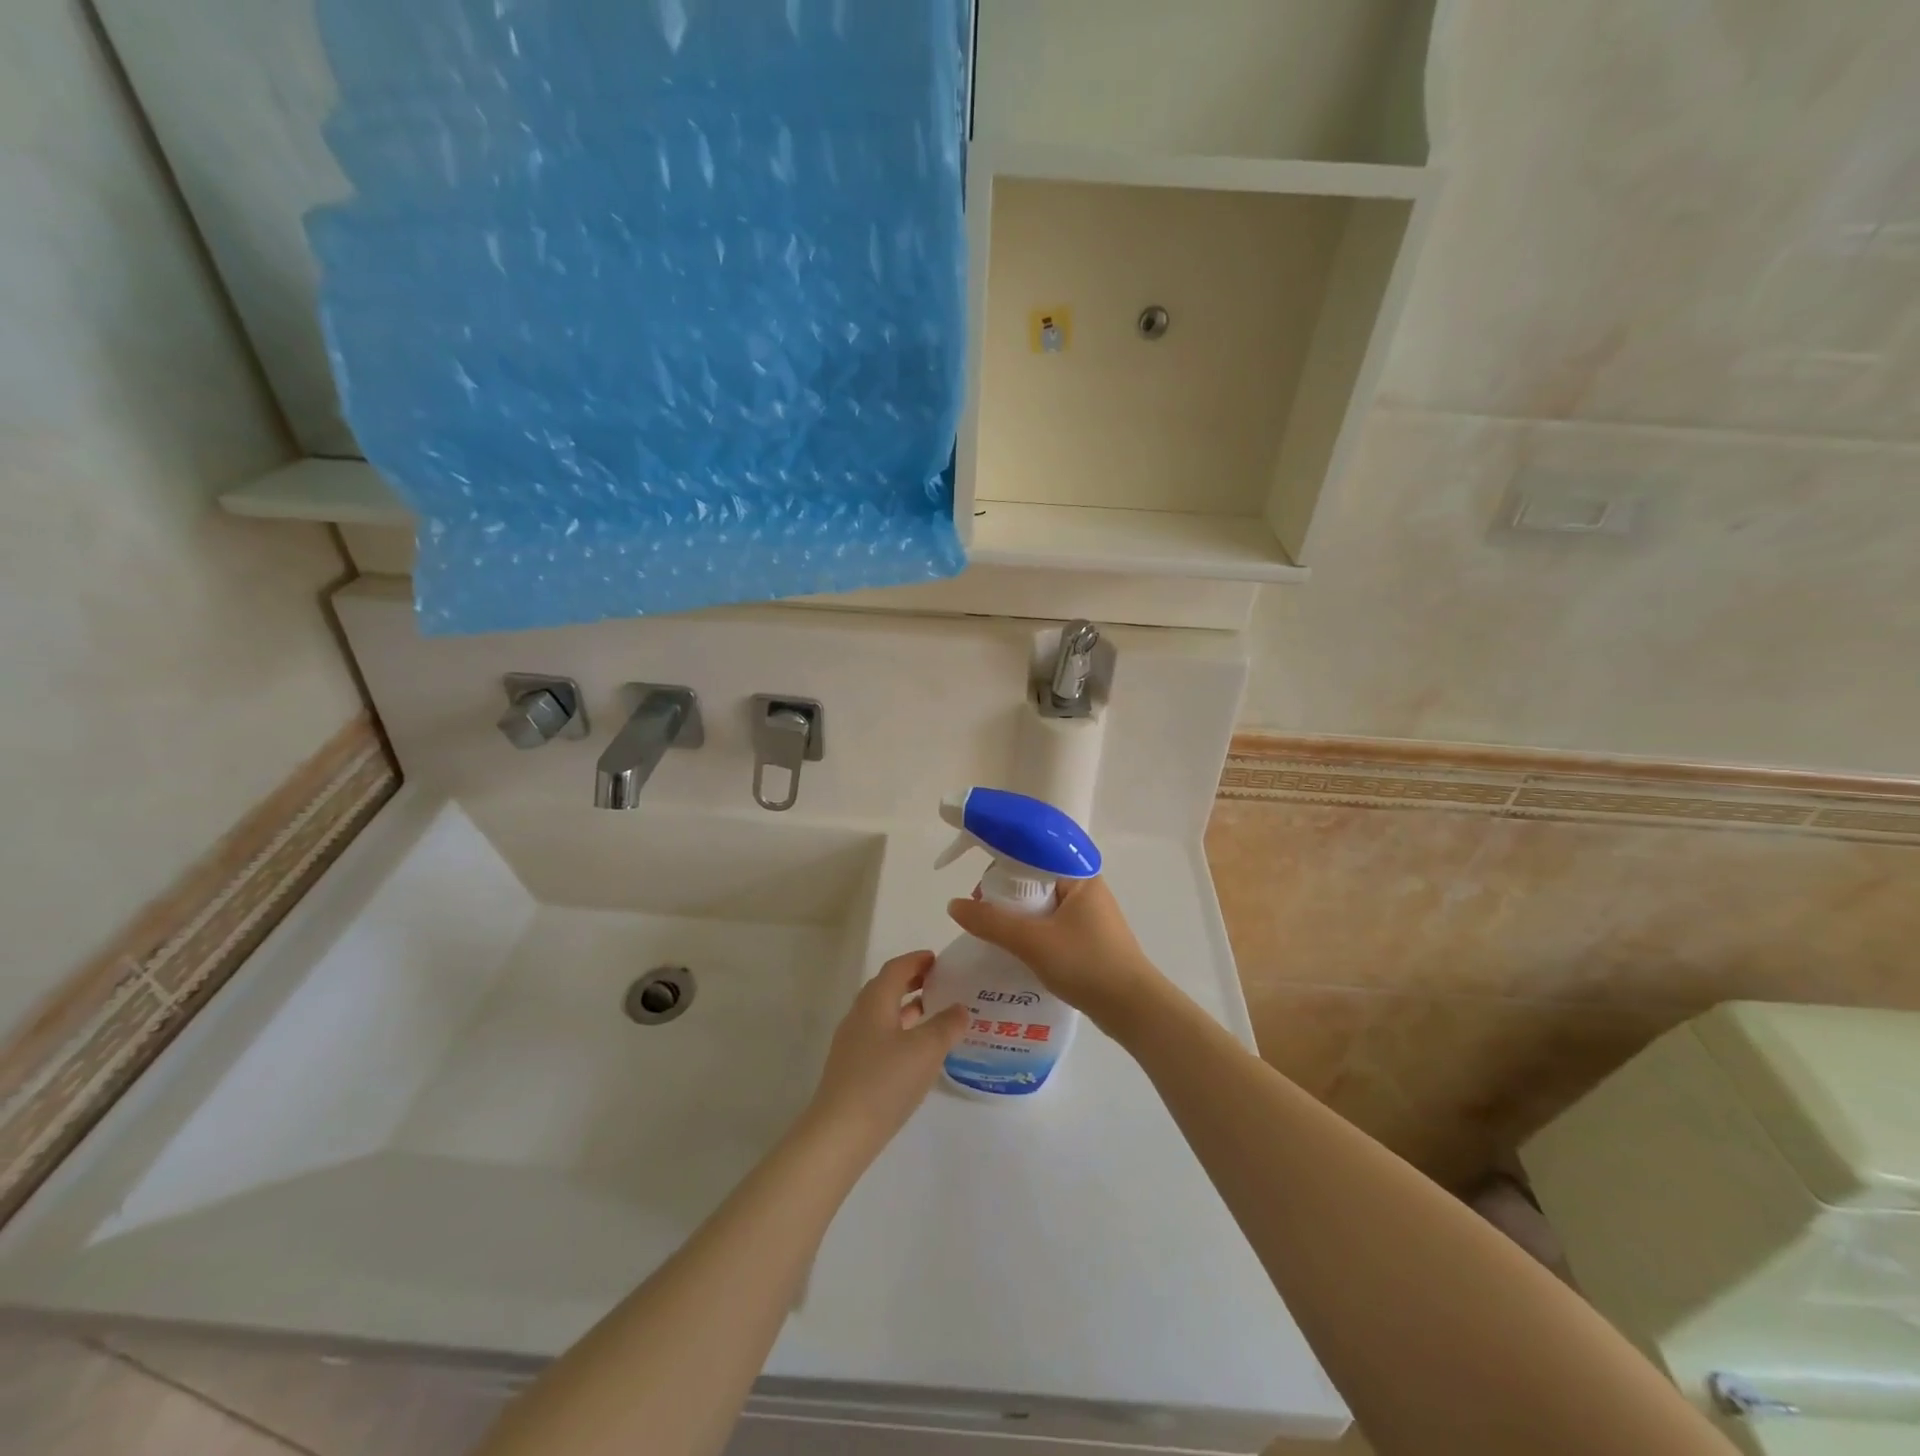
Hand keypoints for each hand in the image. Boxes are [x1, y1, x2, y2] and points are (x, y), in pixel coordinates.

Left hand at [806, 952, 966, 1157]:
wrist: (840, 1133)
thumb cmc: (885, 1081)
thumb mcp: (926, 1049)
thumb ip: (947, 1025)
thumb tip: (961, 1008)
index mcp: (875, 1001)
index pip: (896, 968)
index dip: (917, 960)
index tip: (938, 959)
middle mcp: (860, 1015)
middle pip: (886, 988)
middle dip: (912, 981)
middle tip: (940, 982)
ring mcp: (852, 1043)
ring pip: (882, 1013)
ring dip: (906, 1007)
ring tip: (933, 1012)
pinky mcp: (852, 1068)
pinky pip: (879, 1035)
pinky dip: (900, 1030)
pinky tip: (916, 1050)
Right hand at [946, 877, 1166, 1031]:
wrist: (1133, 1010)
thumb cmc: (1086, 964)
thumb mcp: (1032, 941)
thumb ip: (991, 922)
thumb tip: (954, 905)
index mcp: (1079, 876)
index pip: (1033, 856)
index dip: (1002, 867)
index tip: (979, 889)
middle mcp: (1086, 889)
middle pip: (1035, 881)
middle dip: (1006, 896)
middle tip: (981, 915)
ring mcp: (1089, 916)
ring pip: (1042, 906)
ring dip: (1017, 917)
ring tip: (992, 934)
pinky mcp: (1089, 940)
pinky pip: (1051, 926)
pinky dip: (1031, 933)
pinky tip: (1014, 950)